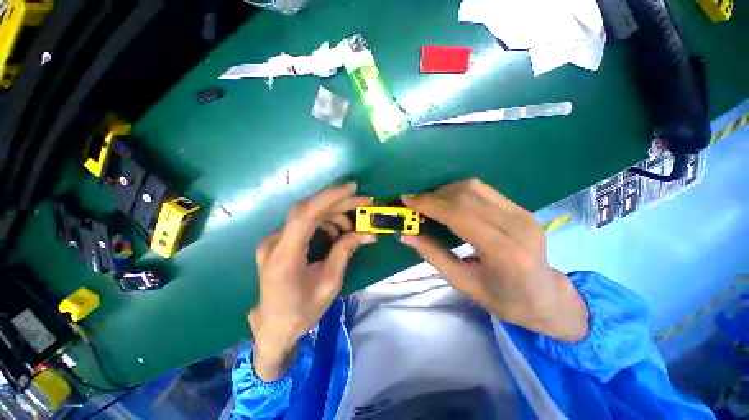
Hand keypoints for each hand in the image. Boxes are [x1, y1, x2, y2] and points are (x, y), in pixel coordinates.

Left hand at [250, 183, 374, 380]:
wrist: (274, 327)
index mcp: (285, 258)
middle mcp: (274, 243)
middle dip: (338, 203)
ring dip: (332, 214)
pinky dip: (322, 222)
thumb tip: (367, 233)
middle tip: (363, 202)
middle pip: (307, 210)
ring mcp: (273, 241)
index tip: (352, 189)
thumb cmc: (302, 311)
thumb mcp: (330, 283)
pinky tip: (334, 233)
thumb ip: (345, 252)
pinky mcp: (278, 241)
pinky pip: (303, 223)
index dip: (329, 198)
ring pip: (306, 214)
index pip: (305, 215)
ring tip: (350, 226)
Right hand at [401, 179, 588, 341]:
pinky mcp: (521, 209)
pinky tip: (449, 202)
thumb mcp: (462, 283)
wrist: (547, 297)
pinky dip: (460, 192)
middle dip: (434, 196)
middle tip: (415, 203)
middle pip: (466, 195)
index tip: (407, 199)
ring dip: (446, 191)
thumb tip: (406, 236)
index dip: (429, 204)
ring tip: (430, 202)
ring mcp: (522, 213)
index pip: (458, 215)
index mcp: (502, 250)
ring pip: (475, 187)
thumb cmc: (504, 299)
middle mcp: (515, 225)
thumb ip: (433, 255)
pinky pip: (484, 191)